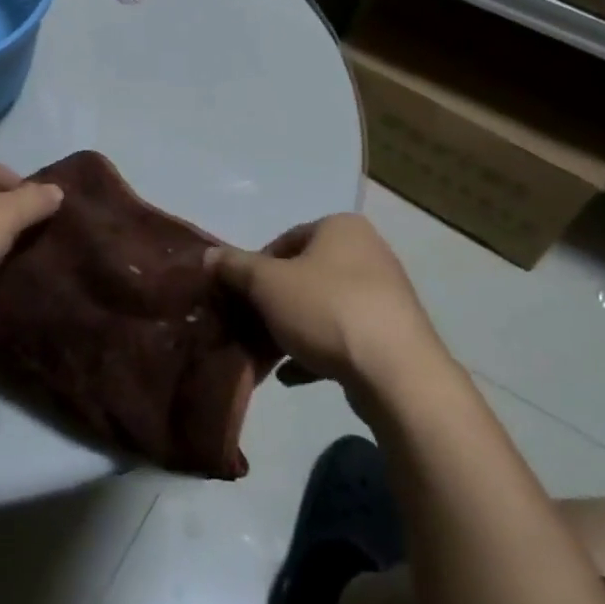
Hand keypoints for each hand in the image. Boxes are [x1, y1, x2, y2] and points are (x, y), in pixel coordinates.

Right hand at [207, 213, 444, 391]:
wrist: (396, 373)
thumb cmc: (327, 310)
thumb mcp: (268, 284)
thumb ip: (235, 268)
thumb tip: (208, 255)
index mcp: (341, 228)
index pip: (284, 240)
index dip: (254, 269)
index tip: (239, 298)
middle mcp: (367, 252)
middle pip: (302, 275)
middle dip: (271, 303)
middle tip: (248, 327)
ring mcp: (383, 295)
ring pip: (321, 307)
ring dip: (291, 329)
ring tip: (266, 355)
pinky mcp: (391, 333)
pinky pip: (342, 336)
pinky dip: (315, 350)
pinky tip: (292, 375)